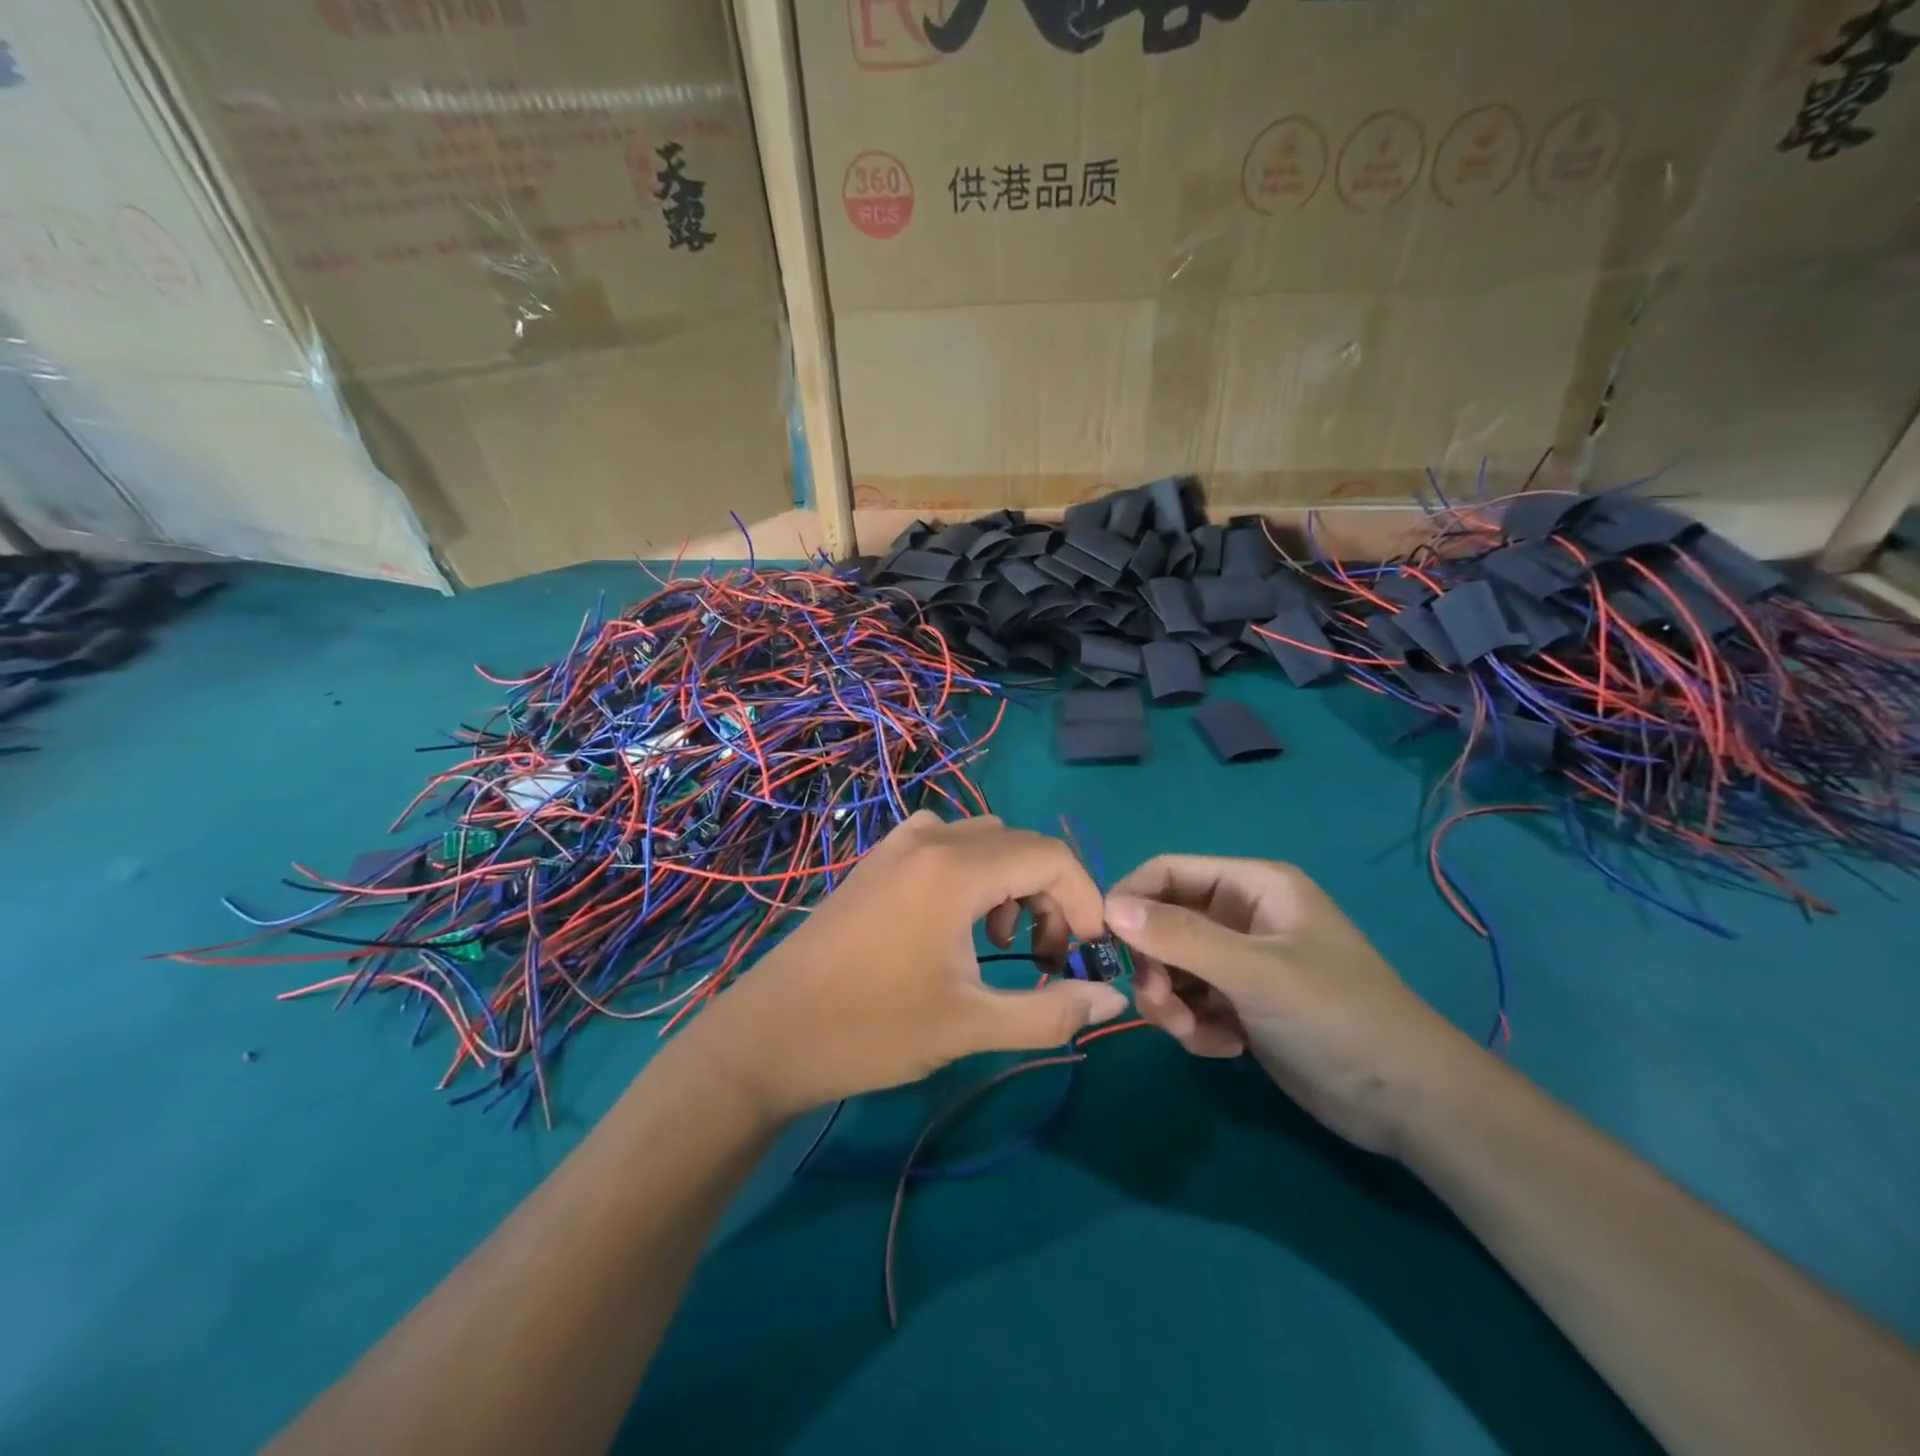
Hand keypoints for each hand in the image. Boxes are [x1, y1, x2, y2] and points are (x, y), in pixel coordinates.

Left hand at [690, 812, 1129, 1121]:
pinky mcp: (875, 862)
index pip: (1051, 856)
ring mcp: (896, 847)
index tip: (1087, 952)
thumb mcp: (970, 1026)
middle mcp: (929, 841)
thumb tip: (1111, 1001)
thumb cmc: (870, 1030)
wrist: (768, 1036)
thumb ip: (1050, 1012)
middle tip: (1045, 957)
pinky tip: (956, 922)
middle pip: (1019, 845)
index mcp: (955, 869)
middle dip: (1050, 895)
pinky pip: (944, 845)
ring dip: (1011, 882)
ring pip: (982, 841)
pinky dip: (972, 873)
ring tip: (1003, 941)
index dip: (1085, 899)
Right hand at [1105, 856, 1476, 1154]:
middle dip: (1154, 966)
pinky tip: (1223, 1048)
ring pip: (1173, 967)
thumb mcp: (1255, 971)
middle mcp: (1242, 916)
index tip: (1103, 945)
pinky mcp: (1243, 1005)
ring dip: (1171, 1002)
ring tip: (1195, 1034)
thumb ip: (1180, 936)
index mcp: (1252, 886)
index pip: (1166, 873)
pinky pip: (1192, 1002)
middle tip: (1158, 1007)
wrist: (1408, 1103)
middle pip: (1163, 924)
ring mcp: (1241, 963)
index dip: (1129, 900)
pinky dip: (1194, 1025)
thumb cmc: (1336, 1016)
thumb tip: (1109, 907)